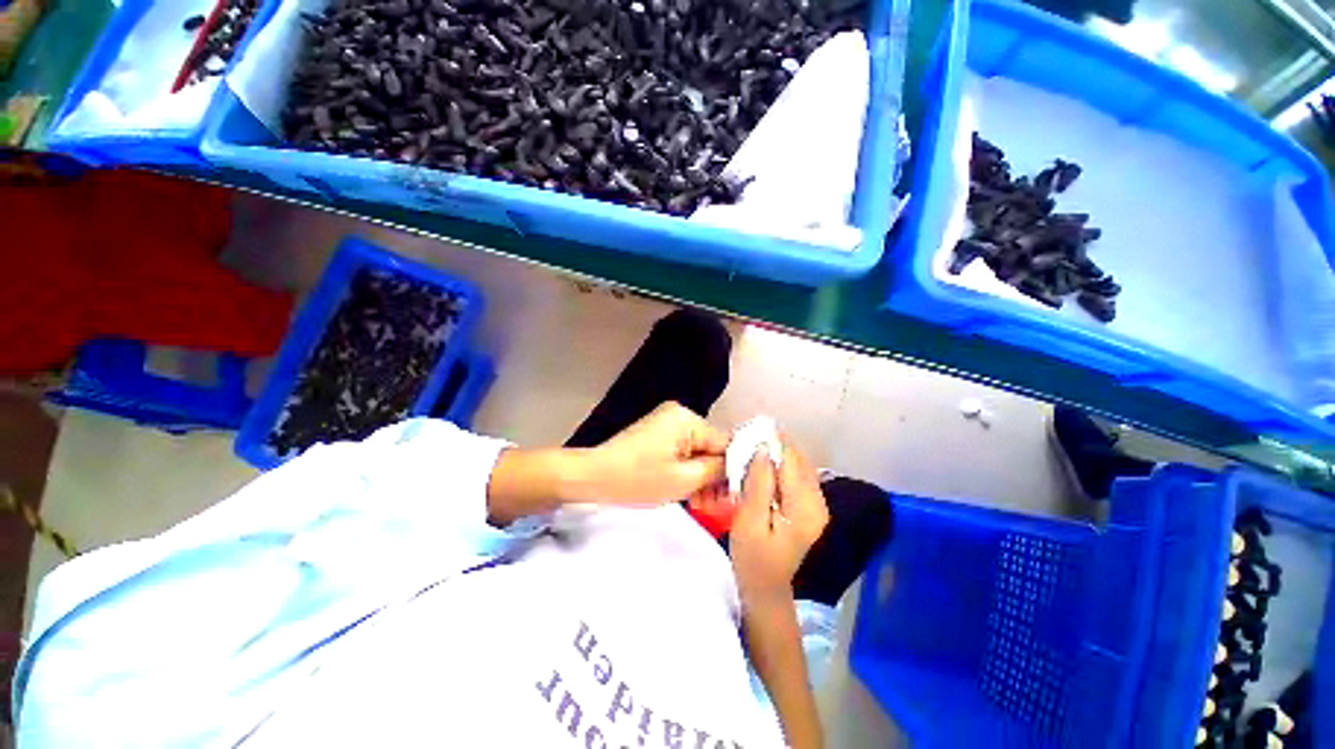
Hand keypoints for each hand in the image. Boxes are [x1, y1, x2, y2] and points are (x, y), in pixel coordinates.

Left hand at [583, 402, 728, 504]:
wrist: (593, 477)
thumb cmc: (637, 479)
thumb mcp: (683, 480)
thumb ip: (717, 470)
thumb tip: (739, 465)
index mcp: (687, 419)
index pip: (725, 442)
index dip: (731, 470)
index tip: (733, 496)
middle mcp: (679, 414)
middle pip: (711, 447)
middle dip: (714, 476)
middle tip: (714, 505)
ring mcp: (667, 423)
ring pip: (697, 451)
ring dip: (701, 476)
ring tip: (700, 503)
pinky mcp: (658, 433)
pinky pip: (683, 451)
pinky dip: (686, 470)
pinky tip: (687, 491)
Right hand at [729, 441, 828, 605]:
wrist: (766, 587)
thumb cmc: (752, 557)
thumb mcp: (749, 521)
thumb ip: (758, 484)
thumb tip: (763, 448)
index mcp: (804, 507)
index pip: (791, 460)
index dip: (771, 441)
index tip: (749, 430)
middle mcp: (818, 502)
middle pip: (798, 459)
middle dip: (774, 445)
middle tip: (747, 439)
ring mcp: (817, 504)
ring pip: (799, 464)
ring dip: (777, 453)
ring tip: (752, 449)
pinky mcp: (810, 506)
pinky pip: (797, 475)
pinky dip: (781, 465)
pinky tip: (763, 466)